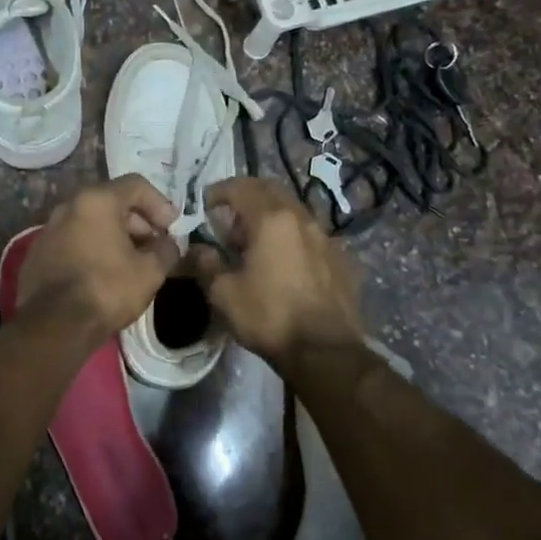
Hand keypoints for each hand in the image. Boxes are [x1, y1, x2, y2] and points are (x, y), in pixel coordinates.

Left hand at [18, 175, 181, 344]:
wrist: (54, 324)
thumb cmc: (107, 289)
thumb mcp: (150, 271)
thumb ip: (166, 249)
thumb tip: (169, 244)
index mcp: (96, 200)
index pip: (136, 185)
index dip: (160, 204)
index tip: (171, 229)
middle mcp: (68, 205)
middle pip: (111, 202)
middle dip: (138, 222)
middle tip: (154, 247)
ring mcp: (49, 229)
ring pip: (91, 222)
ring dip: (115, 236)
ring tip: (132, 263)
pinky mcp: (38, 253)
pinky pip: (73, 241)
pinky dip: (93, 249)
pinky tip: (103, 275)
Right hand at [188, 177, 362, 364]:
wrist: (326, 351)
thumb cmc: (269, 317)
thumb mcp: (223, 294)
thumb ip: (206, 264)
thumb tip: (198, 249)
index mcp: (271, 220)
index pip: (241, 187)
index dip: (218, 191)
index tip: (204, 204)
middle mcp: (302, 219)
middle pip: (271, 191)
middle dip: (247, 197)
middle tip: (229, 219)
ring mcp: (327, 238)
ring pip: (294, 211)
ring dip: (271, 217)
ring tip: (256, 243)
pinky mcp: (342, 259)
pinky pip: (312, 236)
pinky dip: (292, 238)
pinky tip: (285, 263)